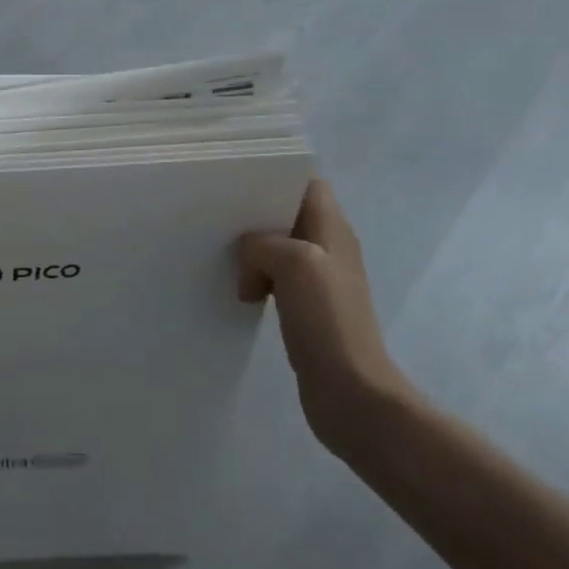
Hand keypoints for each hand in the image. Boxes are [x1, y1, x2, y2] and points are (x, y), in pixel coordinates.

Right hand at [236, 178, 414, 461]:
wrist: (352, 394)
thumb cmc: (328, 320)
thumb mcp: (294, 263)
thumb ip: (263, 244)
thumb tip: (250, 258)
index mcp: (333, 228)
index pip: (306, 182)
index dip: (275, 174)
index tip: (235, 176)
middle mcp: (328, 248)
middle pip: (286, 213)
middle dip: (254, 213)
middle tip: (217, 214)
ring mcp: (318, 280)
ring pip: (277, 247)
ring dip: (251, 249)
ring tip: (220, 252)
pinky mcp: (306, 308)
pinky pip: (274, 278)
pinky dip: (255, 277)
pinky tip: (237, 288)